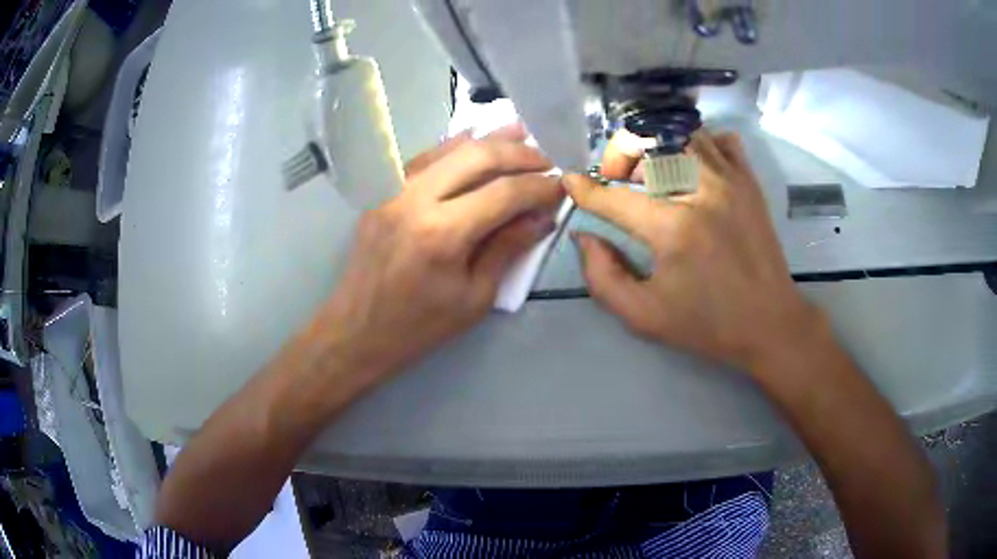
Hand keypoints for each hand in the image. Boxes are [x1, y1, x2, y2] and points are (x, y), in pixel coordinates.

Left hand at [317, 124, 561, 381]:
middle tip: (546, 159)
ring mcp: (393, 190)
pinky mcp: (382, 191)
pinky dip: (453, 146)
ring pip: (449, 149)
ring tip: (521, 134)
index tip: (562, 185)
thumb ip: (508, 248)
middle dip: (518, 154)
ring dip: (488, 140)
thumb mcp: (475, 297)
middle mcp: (415, 200)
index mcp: (441, 234)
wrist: (358, 330)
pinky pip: (424, 158)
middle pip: (477, 156)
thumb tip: (543, 216)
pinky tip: (474, 139)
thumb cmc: (420, 326)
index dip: (538, 186)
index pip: (503, 193)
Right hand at [565, 129, 821, 373]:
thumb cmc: (707, 325)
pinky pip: (721, 141)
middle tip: (616, 177)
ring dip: (657, 145)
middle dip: (621, 155)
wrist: (770, 323)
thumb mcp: (644, 316)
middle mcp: (702, 193)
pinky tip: (691, 165)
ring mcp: (730, 182)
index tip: (571, 181)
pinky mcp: (749, 183)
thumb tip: (584, 236)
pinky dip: (700, 143)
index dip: (586, 189)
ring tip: (650, 168)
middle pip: (649, 144)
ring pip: (683, 134)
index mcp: (673, 230)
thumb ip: (602, 277)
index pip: (615, 197)